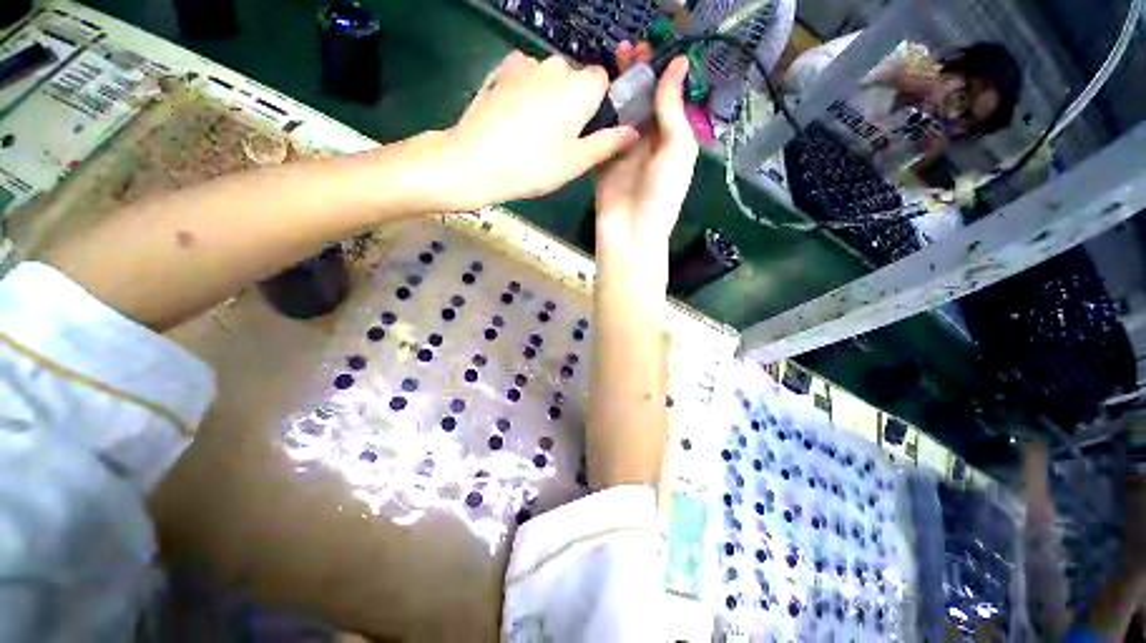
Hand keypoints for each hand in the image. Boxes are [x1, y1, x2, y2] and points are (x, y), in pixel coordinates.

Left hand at [445, 51, 637, 207]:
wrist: (476, 161)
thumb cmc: (534, 166)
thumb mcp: (576, 163)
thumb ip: (608, 143)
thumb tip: (633, 132)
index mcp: (581, 87)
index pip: (604, 80)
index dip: (600, 104)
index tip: (589, 129)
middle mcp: (556, 65)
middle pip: (576, 78)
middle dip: (574, 102)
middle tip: (561, 138)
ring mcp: (525, 64)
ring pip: (549, 78)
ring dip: (550, 97)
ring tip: (535, 132)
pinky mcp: (501, 70)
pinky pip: (526, 76)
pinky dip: (528, 91)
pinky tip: (516, 118)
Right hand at [594, 46, 697, 262]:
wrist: (630, 232)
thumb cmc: (660, 193)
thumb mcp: (676, 150)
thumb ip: (672, 109)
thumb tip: (677, 65)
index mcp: (671, 137)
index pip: (666, 97)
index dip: (659, 72)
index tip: (649, 47)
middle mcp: (648, 141)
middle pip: (642, 101)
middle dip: (636, 75)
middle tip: (625, 50)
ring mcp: (623, 150)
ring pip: (620, 112)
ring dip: (616, 88)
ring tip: (609, 63)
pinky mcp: (602, 160)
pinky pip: (601, 132)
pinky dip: (598, 114)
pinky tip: (592, 94)